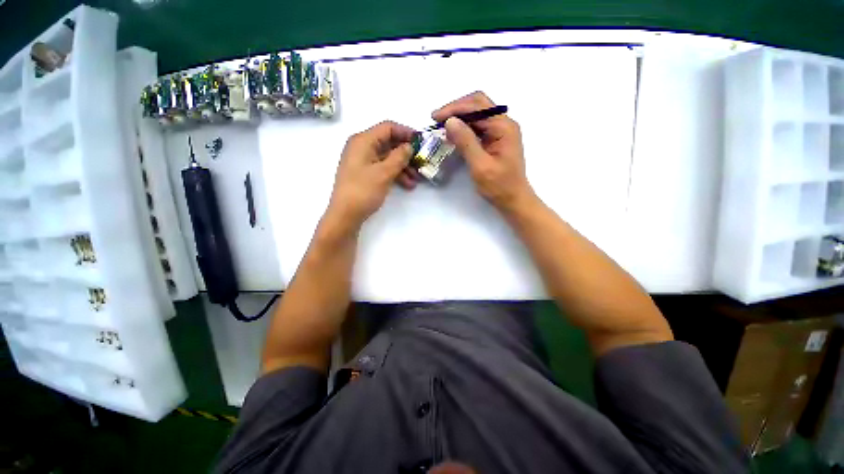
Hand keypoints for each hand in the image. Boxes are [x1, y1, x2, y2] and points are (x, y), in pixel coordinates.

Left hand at [326, 121, 414, 231]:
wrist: (345, 215)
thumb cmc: (363, 191)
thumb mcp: (384, 173)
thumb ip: (399, 157)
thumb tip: (409, 146)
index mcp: (363, 141)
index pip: (388, 128)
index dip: (406, 132)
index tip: (421, 142)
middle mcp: (362, 147)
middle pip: (389, 143)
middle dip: (406, 153)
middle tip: (421, 162)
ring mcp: (363, 161)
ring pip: (388, 157)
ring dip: (403, 166)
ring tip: (417, 179)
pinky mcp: (365, 173)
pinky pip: (383, 168)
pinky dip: (395, 174)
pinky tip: (407, 185)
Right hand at [432, 91, 535, 213]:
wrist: (513, 199)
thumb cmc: (499, 186)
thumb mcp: (480, 166)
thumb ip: (466, 142)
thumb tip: (450, 121)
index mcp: (503, 127)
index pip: (477, 106)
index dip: (454, 109)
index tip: (435, 117)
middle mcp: (504, 123)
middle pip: (478, 104)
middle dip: (456, 109)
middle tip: (437, 119)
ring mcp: (501, 130)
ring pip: (478, 114)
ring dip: (460, 117)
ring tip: (442, 126)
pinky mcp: (496, 139)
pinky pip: (479, 126)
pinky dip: (465, 127)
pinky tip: (454, 134)